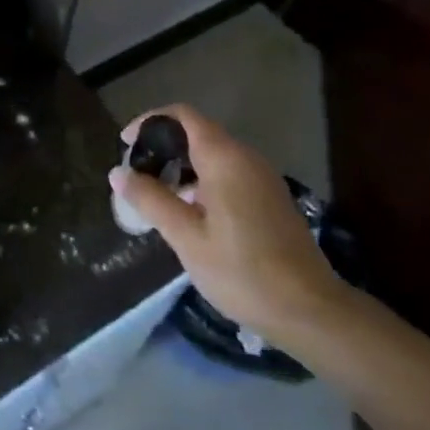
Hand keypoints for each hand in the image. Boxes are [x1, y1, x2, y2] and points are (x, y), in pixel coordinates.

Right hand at [109, 104, 349, 343]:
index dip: (150, 121)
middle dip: (164, 148)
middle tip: (138, 176)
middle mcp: (246, 158)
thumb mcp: (186, 237)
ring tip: (158, 197)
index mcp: (224, 158)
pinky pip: (229, 174)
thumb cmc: (242, 271)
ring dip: (182, 167)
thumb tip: (118, 172)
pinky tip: (190, 215)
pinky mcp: (271, 200)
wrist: (311, 313)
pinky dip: (202, 182)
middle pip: (197, 134)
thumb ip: (151, 199)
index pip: (183, 116)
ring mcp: (263, 179)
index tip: (127, 144)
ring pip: (213, 156)